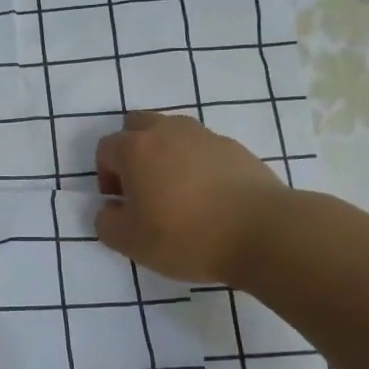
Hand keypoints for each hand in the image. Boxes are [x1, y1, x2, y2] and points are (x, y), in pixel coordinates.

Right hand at [93, 112, 290, 283]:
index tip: (120, 203)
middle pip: (138, 125)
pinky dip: (197, 164)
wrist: (262, 231)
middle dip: (133, 150)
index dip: (106, 175)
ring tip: (177, 191)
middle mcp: (168, 131)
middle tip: (142, 186)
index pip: (106, 148)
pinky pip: (204, 148)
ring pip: (173, 133)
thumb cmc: (186, 235)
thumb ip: (107, 223)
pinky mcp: (235, 148)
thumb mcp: (131, 242)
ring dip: (166, 154)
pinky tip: (208, 196)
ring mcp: (205, 136)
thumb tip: (110, 209)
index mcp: (136, 148)